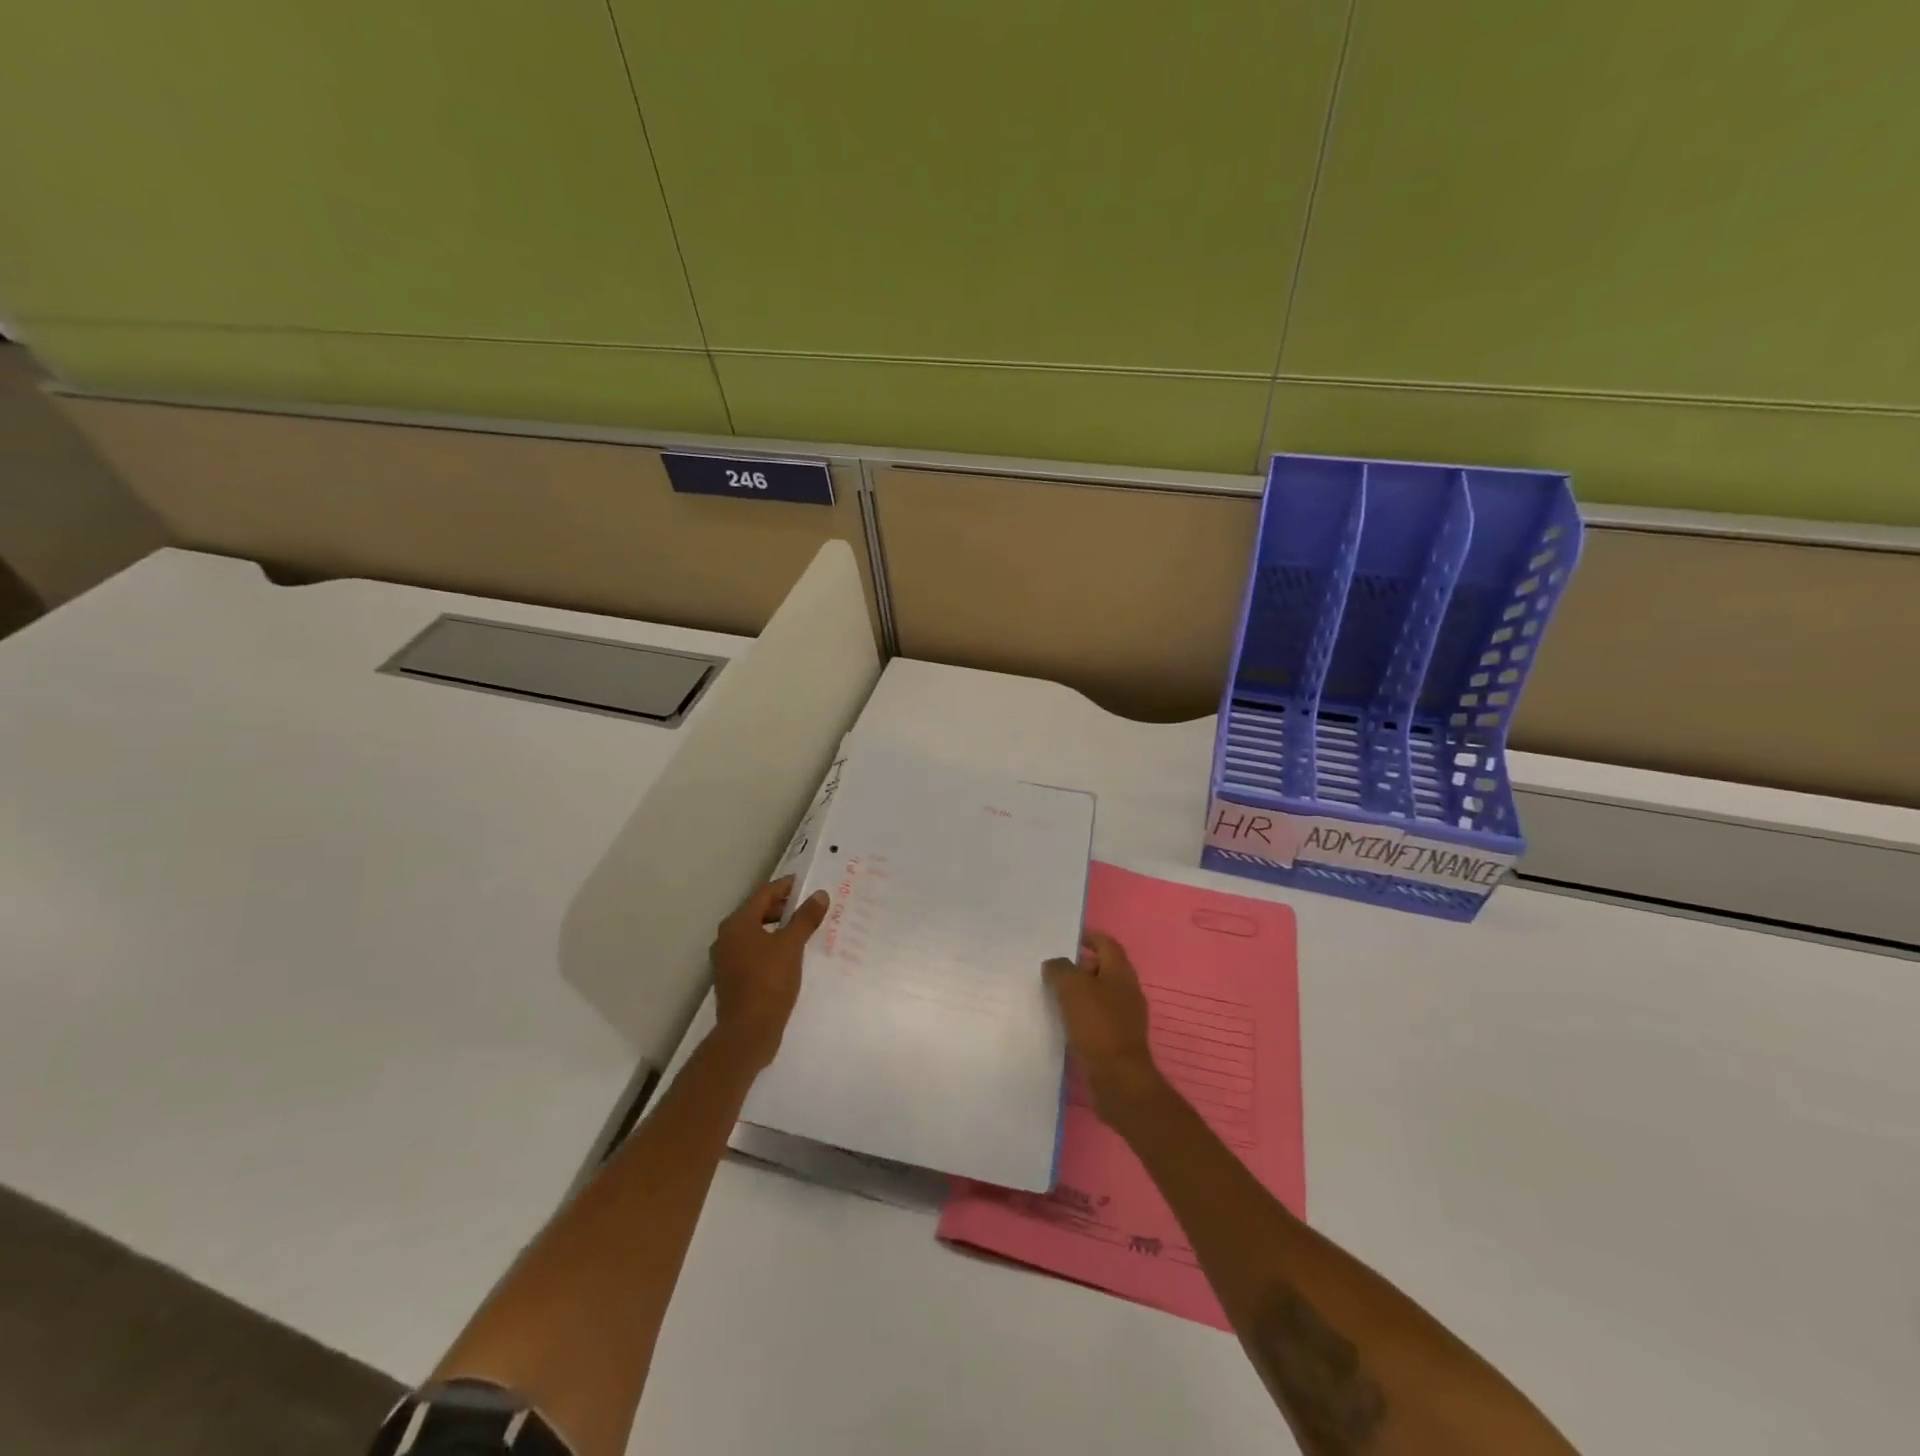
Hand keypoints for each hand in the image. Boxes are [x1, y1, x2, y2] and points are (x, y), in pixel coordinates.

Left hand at [710, 875, 830, 1069]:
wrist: (747, 1033)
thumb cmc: (769, 982)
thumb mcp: (792, 946)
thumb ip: (805, 918)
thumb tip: (819, 894)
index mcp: (737, 924)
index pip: (764, 894)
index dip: (786, 887)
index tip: (808, 883)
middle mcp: (727, 937)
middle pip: (758, 912)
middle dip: (784, 908)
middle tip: (810, 907)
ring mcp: (727, 959)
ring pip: (757, 934)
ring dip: (779, 929)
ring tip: (804, 931)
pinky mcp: (733, 978)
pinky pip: (755, 952)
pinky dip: (772, 947)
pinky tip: (791, 956)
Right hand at [1043, 931, 1164, 1127]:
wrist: (1119, 1079)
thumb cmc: (1097, 1025)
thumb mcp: (1072, 988)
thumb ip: (1060, 969)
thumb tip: (1055, 964)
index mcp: (1121, 972)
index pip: (1106, 943)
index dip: (1088, 937)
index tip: (1066, 939)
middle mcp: (1127, 990)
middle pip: (1103, 968)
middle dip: (1080, 966)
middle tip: (1053, 968)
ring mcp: (1125, 1016)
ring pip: (1100, 994)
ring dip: (1079, 992)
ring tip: (1053, 995)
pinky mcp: (1118, 1039)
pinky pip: (1098, 1018)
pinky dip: (1082, 1015)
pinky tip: (1063, 1022)